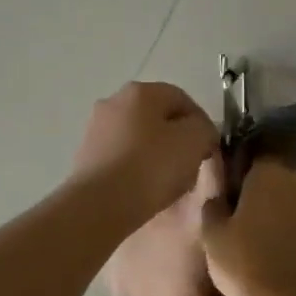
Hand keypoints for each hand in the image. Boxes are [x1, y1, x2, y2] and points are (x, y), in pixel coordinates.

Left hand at [69, 81, 219, 226]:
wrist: (100, 204)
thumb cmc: (151, 166)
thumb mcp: (194, 141)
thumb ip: (204, 129)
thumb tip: (200, 132)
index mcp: (141, 92)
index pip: (182, 99)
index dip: (202, 123)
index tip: (210, 149)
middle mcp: (113, 102)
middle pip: (158, 118)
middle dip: (178, 140)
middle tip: (192, 166)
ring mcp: (96, 130)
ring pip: (139, 139)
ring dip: (158, 156)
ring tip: (170, 183)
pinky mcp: (86, 157)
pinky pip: (122, 158)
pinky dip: (137, 169)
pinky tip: (145, 190)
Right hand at [200, 158, 295, 295]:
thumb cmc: (245, 262)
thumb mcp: (212, 234)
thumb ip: (214, 205)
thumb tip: (219, 194)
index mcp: (270, 170)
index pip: (253, 153)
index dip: (238, 168)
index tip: (225, 186)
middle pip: (274, 175)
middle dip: (258, 188)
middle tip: (237, 212)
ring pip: (290, 199)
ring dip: (275, 209)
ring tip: (254, 234)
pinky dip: (289, 228)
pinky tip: (274, 248)